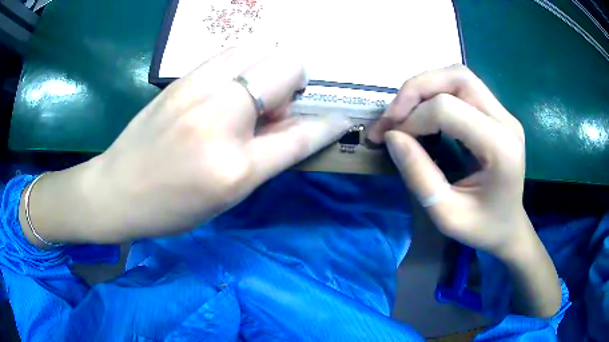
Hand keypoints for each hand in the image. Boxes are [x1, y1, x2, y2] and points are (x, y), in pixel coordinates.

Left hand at [22, 48, 350, 244]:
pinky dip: (246, 62)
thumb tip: (299, 125)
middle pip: (285, 66)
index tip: (343, 117)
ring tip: (252, 95)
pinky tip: (232, 85)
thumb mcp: (227, 195)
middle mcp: (218, 116)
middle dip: (294, 84)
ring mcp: (196, 88)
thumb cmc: (170, 206)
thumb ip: (268, 156)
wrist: (116, 190)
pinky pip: (232, 52)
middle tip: (274, 110)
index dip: (328, 124)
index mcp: (233, 166)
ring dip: (270, 68)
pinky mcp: (181, 77)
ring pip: (260, 48)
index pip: (300, 134)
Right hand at [368, 64, 526, 257]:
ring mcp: (504, 114)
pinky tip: (424, 113)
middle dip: (416, 89)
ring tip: (405, 112)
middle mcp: (507, 121)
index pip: (449, 109)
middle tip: (393, 115)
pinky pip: (462, 87)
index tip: (392, 139)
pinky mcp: (498, 113)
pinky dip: (436, 92)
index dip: (413, 119)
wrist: (509, 227)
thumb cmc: (481, 228)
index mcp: (501, 148)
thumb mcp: (445, 215)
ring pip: (459, 76)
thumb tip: (392, 135)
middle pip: (457, 77)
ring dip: (425, 87)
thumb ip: (418, 175)